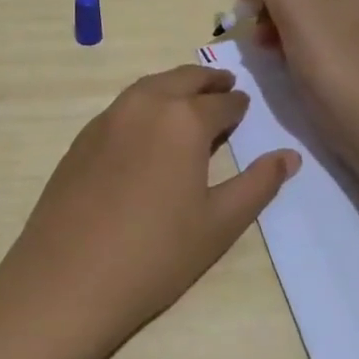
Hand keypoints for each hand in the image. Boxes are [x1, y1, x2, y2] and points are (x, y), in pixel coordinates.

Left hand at [0, 65, 299, 358]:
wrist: (68, 279)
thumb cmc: (156, 254)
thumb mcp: (219, 223)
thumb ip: (258, 184)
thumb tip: (289, 156)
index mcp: (183, 119)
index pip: (221, 103)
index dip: (237, 105)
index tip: (245, 106)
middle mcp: (143, 106)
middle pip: (181, 80)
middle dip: (207, 81)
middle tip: (224, 86)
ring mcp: (106, 119)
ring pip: (147, 87)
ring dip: (173, 86)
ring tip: (188, 100)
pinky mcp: (80, 139)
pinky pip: (121, 108)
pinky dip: (143, 104)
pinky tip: (147, 130)